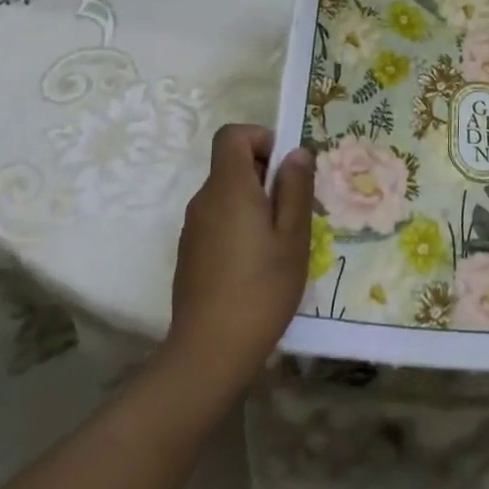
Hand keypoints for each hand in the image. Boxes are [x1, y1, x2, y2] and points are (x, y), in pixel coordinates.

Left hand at [162, 124, 313, 400]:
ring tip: (280, 241)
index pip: (232, 134)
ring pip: (227, 195)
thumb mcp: (293, 237)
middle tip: (294, 210)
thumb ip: (295, 188)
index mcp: (229, 188)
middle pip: (231, 164)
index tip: (285, 167)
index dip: (260, 138)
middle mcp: (204, 200)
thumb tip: (297, 152)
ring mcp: (193, 228)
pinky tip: (257, 265)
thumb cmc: (260, 290)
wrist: (208, 354)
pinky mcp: (190, 253)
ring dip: (254, 203)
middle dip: (265, 175)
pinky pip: (218, 220)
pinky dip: (239, 226)